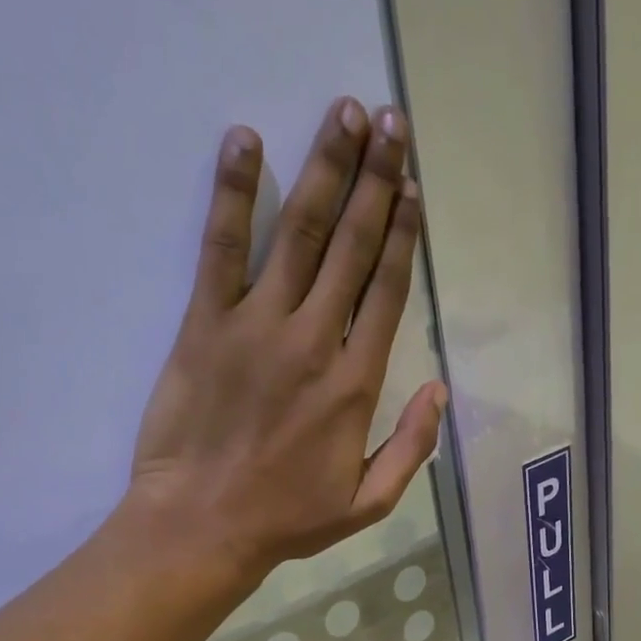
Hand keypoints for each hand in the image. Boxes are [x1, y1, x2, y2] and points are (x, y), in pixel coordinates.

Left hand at [120, 95, 447, 582]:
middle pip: (350, 248)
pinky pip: (221, 247)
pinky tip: (244, 141)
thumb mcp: (368, 505)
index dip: (402, 235)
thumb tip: (439, 391)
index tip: (412, 187)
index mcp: (355, 387)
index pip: (386, 293)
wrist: (202, 526)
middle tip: (389, 123)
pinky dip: (232, 191)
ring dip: (323, 170)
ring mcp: (256, 327)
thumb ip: (411, 449)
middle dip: (374, 181)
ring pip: (298, 234)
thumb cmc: (287, 520)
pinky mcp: (204, 324)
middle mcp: (313, 342)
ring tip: (344, 115)